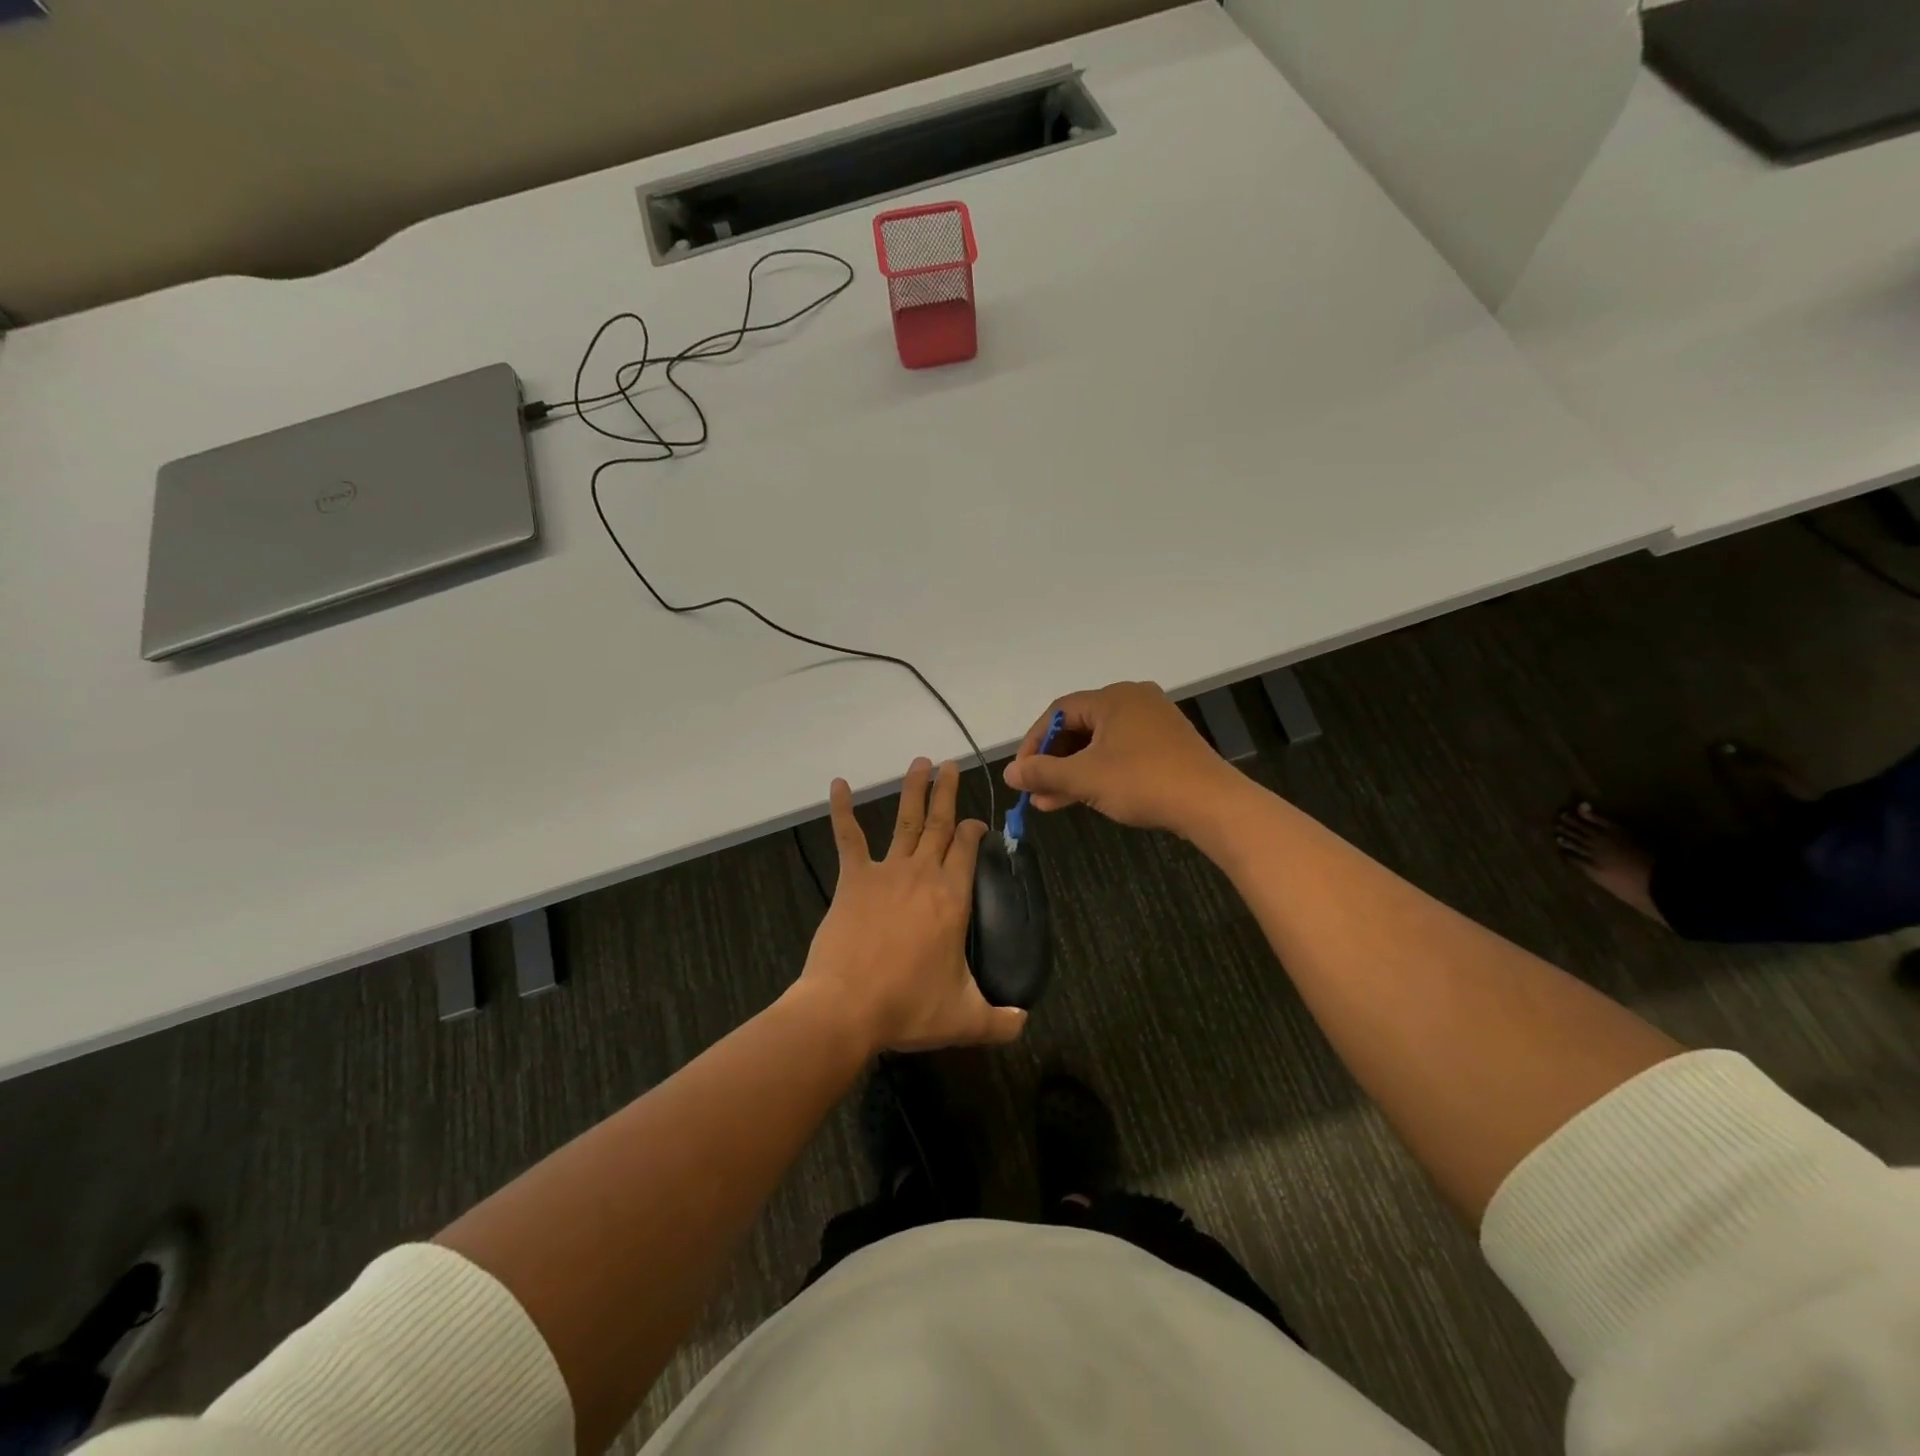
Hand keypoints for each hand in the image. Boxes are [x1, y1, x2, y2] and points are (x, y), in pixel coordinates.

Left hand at [794, 758, 1027, 1054]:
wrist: (846, 1007)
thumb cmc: (908, 1007)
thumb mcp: (965, 1019)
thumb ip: (1001, 1020)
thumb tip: (1024, 1021)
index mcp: (952, 898)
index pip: (967, 848)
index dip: (974, 830)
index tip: (976, 823)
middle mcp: (923, 874)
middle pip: (940, 825)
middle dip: (948, 793)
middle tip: (952, 764)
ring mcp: (886, 872)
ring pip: (906, 821)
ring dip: (914, 790)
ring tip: (921, 762)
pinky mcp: (853, 879)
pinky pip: (849, 838)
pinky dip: (842, 810)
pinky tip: (838, 784)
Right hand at [1002, 681, 1241, 836]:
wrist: (1211, 804)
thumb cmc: (1143, 782)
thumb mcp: (1084, 778)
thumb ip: (1043, 772)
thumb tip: (1009, 773)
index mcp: (1113, 697)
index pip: (1059, 712)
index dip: (1034, 742)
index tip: (1021, 773)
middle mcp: (1133, 701)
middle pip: (1079, 726)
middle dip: (1053, 761)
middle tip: (1034, 789)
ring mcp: (1153, 723)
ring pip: (1099, 744)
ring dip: (1072, 772)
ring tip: (1049, 802)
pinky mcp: (1167, 745)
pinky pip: (1121, 752)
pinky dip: (1098, 772)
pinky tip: (1081, 797)